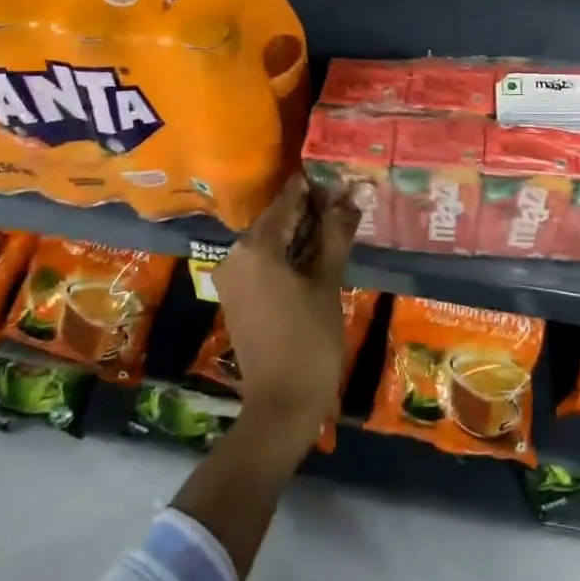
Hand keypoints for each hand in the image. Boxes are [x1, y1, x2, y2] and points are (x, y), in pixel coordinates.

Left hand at [214, 172, 360, 448]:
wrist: (282, 403)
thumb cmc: (310, 340)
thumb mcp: (327, 283)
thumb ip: (335, 236)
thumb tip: (349, 198)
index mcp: (255, 248)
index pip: (286, 204)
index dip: (311, 190)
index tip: (334, 178)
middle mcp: (235, 255)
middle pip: (275, 222)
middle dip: (306, 213)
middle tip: (341, 204)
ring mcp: (230, 278)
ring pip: (268, 243)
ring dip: (298, 235)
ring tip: (333, 228)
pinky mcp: (235, 296)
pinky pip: (261, 263)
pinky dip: (285, 257)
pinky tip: (312, 256)